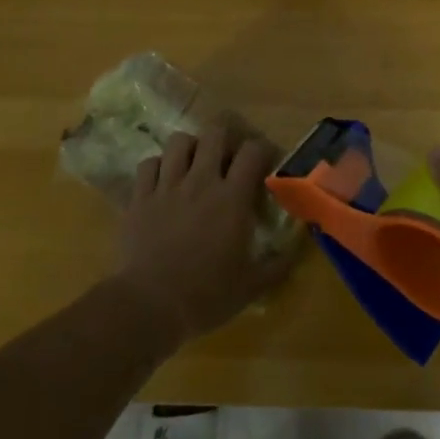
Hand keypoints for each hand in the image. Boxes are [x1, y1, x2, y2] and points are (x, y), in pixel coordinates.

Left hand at [116, 124, 297, 346]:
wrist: (149, 305)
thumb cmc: (206, 295)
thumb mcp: (252, 286)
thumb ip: (279, 264)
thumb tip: (299, 246)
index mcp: (232, 198)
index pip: (253, 150)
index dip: (262, 149)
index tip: (266, 162)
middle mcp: (201, 181)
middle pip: (215, 133)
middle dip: (226, 137)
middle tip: (229, 156)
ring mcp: (167, 186)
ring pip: (179, 141)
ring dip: (190, 147)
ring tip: (194, 164)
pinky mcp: (140, 197)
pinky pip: (148, 163)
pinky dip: (158, 166)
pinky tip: (163, 181)